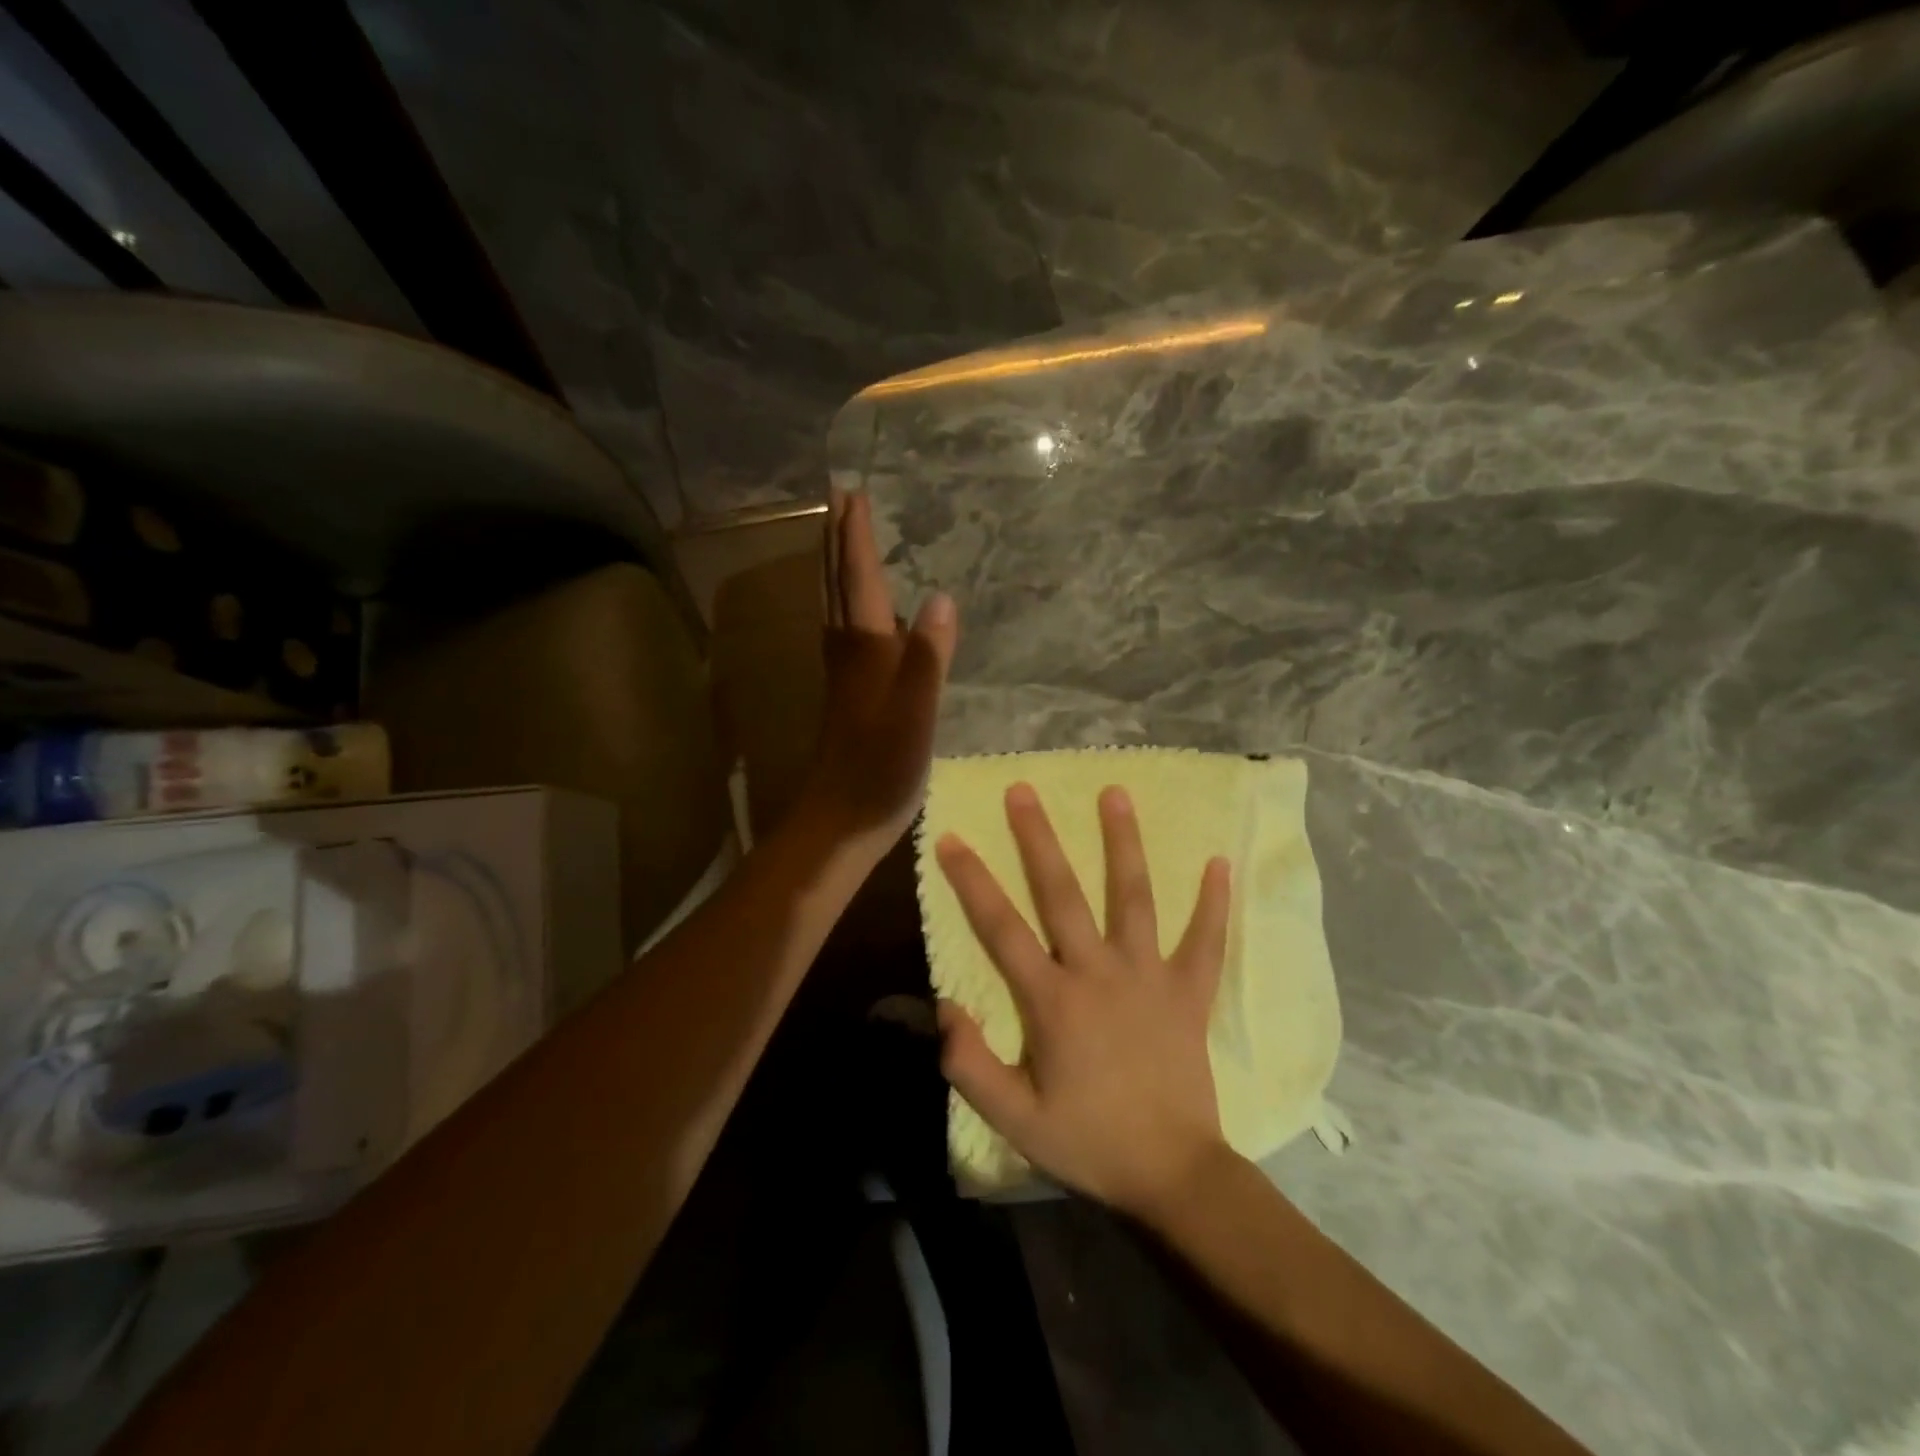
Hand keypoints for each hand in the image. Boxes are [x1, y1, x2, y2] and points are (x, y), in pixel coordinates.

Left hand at [800, 492, 956, 854]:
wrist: (842, 818)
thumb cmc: (882, 766)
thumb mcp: (915, 712)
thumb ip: (928, 656)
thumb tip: (941, 596)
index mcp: (864, 648)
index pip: (860, 579)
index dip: (856, 536)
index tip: (852, 492)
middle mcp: (847, 651)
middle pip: (837, 584)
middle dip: (837, 541)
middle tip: (839, 501)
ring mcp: (844, 674)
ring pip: (836, 606)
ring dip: (837, 568)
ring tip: (843, 540)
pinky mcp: (848, 695)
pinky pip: (845, 631)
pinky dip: (848, 604)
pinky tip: (863, 614)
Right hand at [934, 784, 1233, 1218]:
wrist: (1172, 1174)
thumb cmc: (1088, 1142)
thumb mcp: (1013, 1118)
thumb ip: (969, 1063)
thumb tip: (942, 1007)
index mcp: (1052, 1000)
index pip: (1001, 927)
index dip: (972, 881)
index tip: (951, 838)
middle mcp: (1098, 972)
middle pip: (1062, 893)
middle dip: (1039, 838)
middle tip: (1024, 789)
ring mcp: (1149, 976)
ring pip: (1133, 897)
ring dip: (1123, 844)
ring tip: (1116, 793)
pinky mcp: (1189, 991)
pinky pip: (1205, 940)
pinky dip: (1213, 903)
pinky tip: (1220, 863)